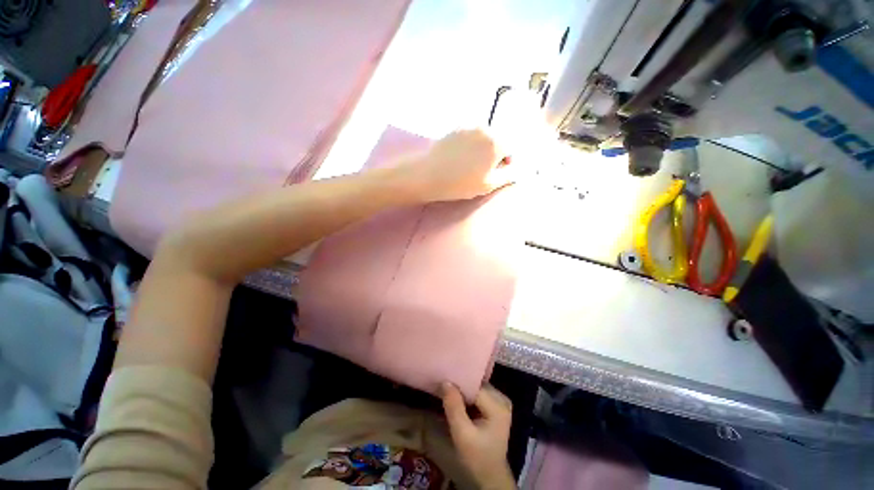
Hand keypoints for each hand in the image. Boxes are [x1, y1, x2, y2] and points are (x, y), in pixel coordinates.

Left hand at [400, 129, 513, 202]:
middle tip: (482, 170)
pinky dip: (470, 145)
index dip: (507, 161)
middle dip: (495, 154)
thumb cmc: (460, 183)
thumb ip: (508, 176)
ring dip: (482, 149)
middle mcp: (485, 128)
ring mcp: (468, 126)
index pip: (512, 148)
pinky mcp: (455, 128)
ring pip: (484, 138)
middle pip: (498, 140)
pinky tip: (459, 158)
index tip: (496, 172)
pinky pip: (470, 136)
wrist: (428, 175)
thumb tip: (518, 170)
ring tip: (468, 165)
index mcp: (496, 142)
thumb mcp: (488, 185)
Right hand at [441, 383, 515, 488]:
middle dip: (460, 386)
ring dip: (463, 390)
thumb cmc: (477, 458)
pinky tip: (458, 398)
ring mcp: (501, 401)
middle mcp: (502, 399)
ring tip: (448, 390)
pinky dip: (468, 395)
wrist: (490, 476)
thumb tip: (446, 382)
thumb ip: (454, 407)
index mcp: (498, 406)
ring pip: (477, 387)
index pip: (475, 386)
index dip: (458, 383)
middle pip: (477, 384)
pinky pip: (479, 393)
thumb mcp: (462, 435)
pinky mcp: (496, 405)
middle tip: (443, 386)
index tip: (442, 382)